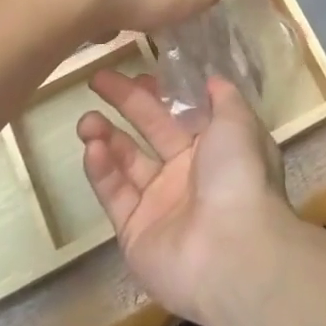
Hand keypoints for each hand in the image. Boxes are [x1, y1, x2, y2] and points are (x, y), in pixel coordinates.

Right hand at [77, 72, 294, 324]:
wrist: (231, 250)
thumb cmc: (238, 175)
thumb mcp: (239, 123)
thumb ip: (224, 98)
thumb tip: (213, 79)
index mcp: (216, 148)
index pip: (181, 114)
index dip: (160, 94)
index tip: (137, 75)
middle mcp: (188, 174)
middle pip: (151, 131)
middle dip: (126, 104)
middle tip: (97, 79)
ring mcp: (160, 205)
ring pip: (127, 162)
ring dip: (106, 137)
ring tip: (86, 119)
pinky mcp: (135, 232)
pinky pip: (115, 195)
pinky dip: (102, 171)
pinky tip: (91, 148)